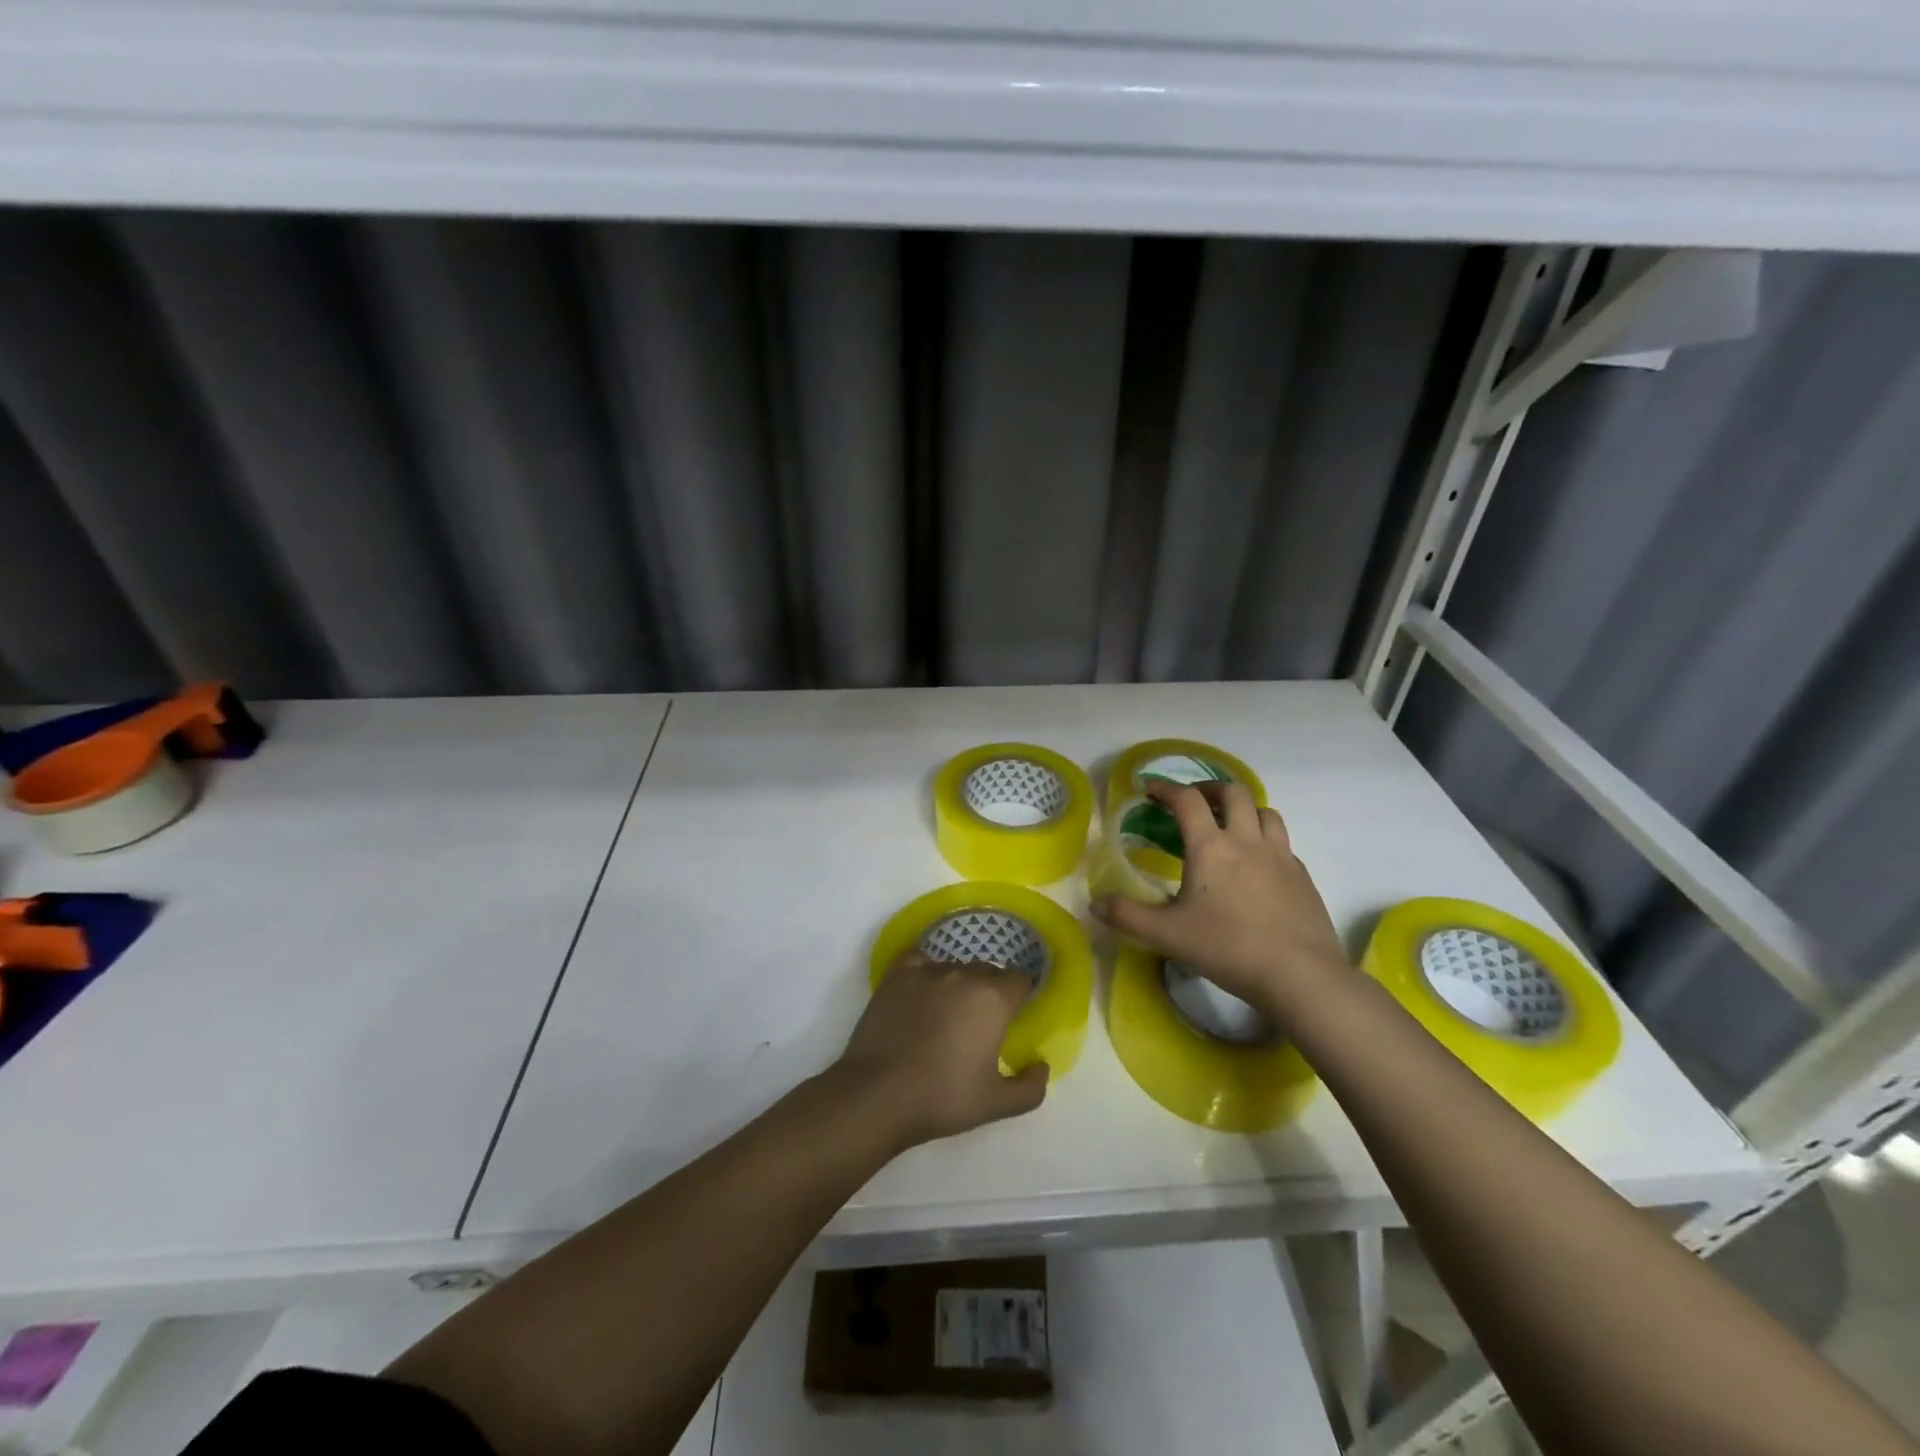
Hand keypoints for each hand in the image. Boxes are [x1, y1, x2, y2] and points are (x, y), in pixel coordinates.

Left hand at [835, 951, 1049, 1149]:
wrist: (878, 1094)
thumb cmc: (943, 1098)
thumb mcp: (997, 1104)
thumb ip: (1031, 1087)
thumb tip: (1041, 1064)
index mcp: (993, 999)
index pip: (1019, 981)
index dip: (1019, 998)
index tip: (1012, 1020)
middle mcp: (963, 974)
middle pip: (987, 972)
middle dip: (990, 992)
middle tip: (979, 1025)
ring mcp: (926, 971)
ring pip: (954, 966)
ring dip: (958, 984)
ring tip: (947, 1014)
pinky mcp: (896, 976)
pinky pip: (919, 960)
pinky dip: (925, 969)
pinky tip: (922, 990)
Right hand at [1095, 781, 1349, 1018]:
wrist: (1300, 975)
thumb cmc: (1228, 948)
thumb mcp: (1167, 935)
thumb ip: (1128, 916)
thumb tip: (1095, 904)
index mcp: (1211, 847)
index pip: (1186, 801)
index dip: (1165, 788)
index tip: (1149, 789)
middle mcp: (1247, 841)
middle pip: (1233, 793)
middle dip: (1208, 789)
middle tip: (1192, 801)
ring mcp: (1280, 856)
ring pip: (1264, 811)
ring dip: (1243, 808)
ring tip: (1229, 824)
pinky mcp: (1302, 876)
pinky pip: (1282, 842)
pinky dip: (1264, 838)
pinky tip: (1257, 863)